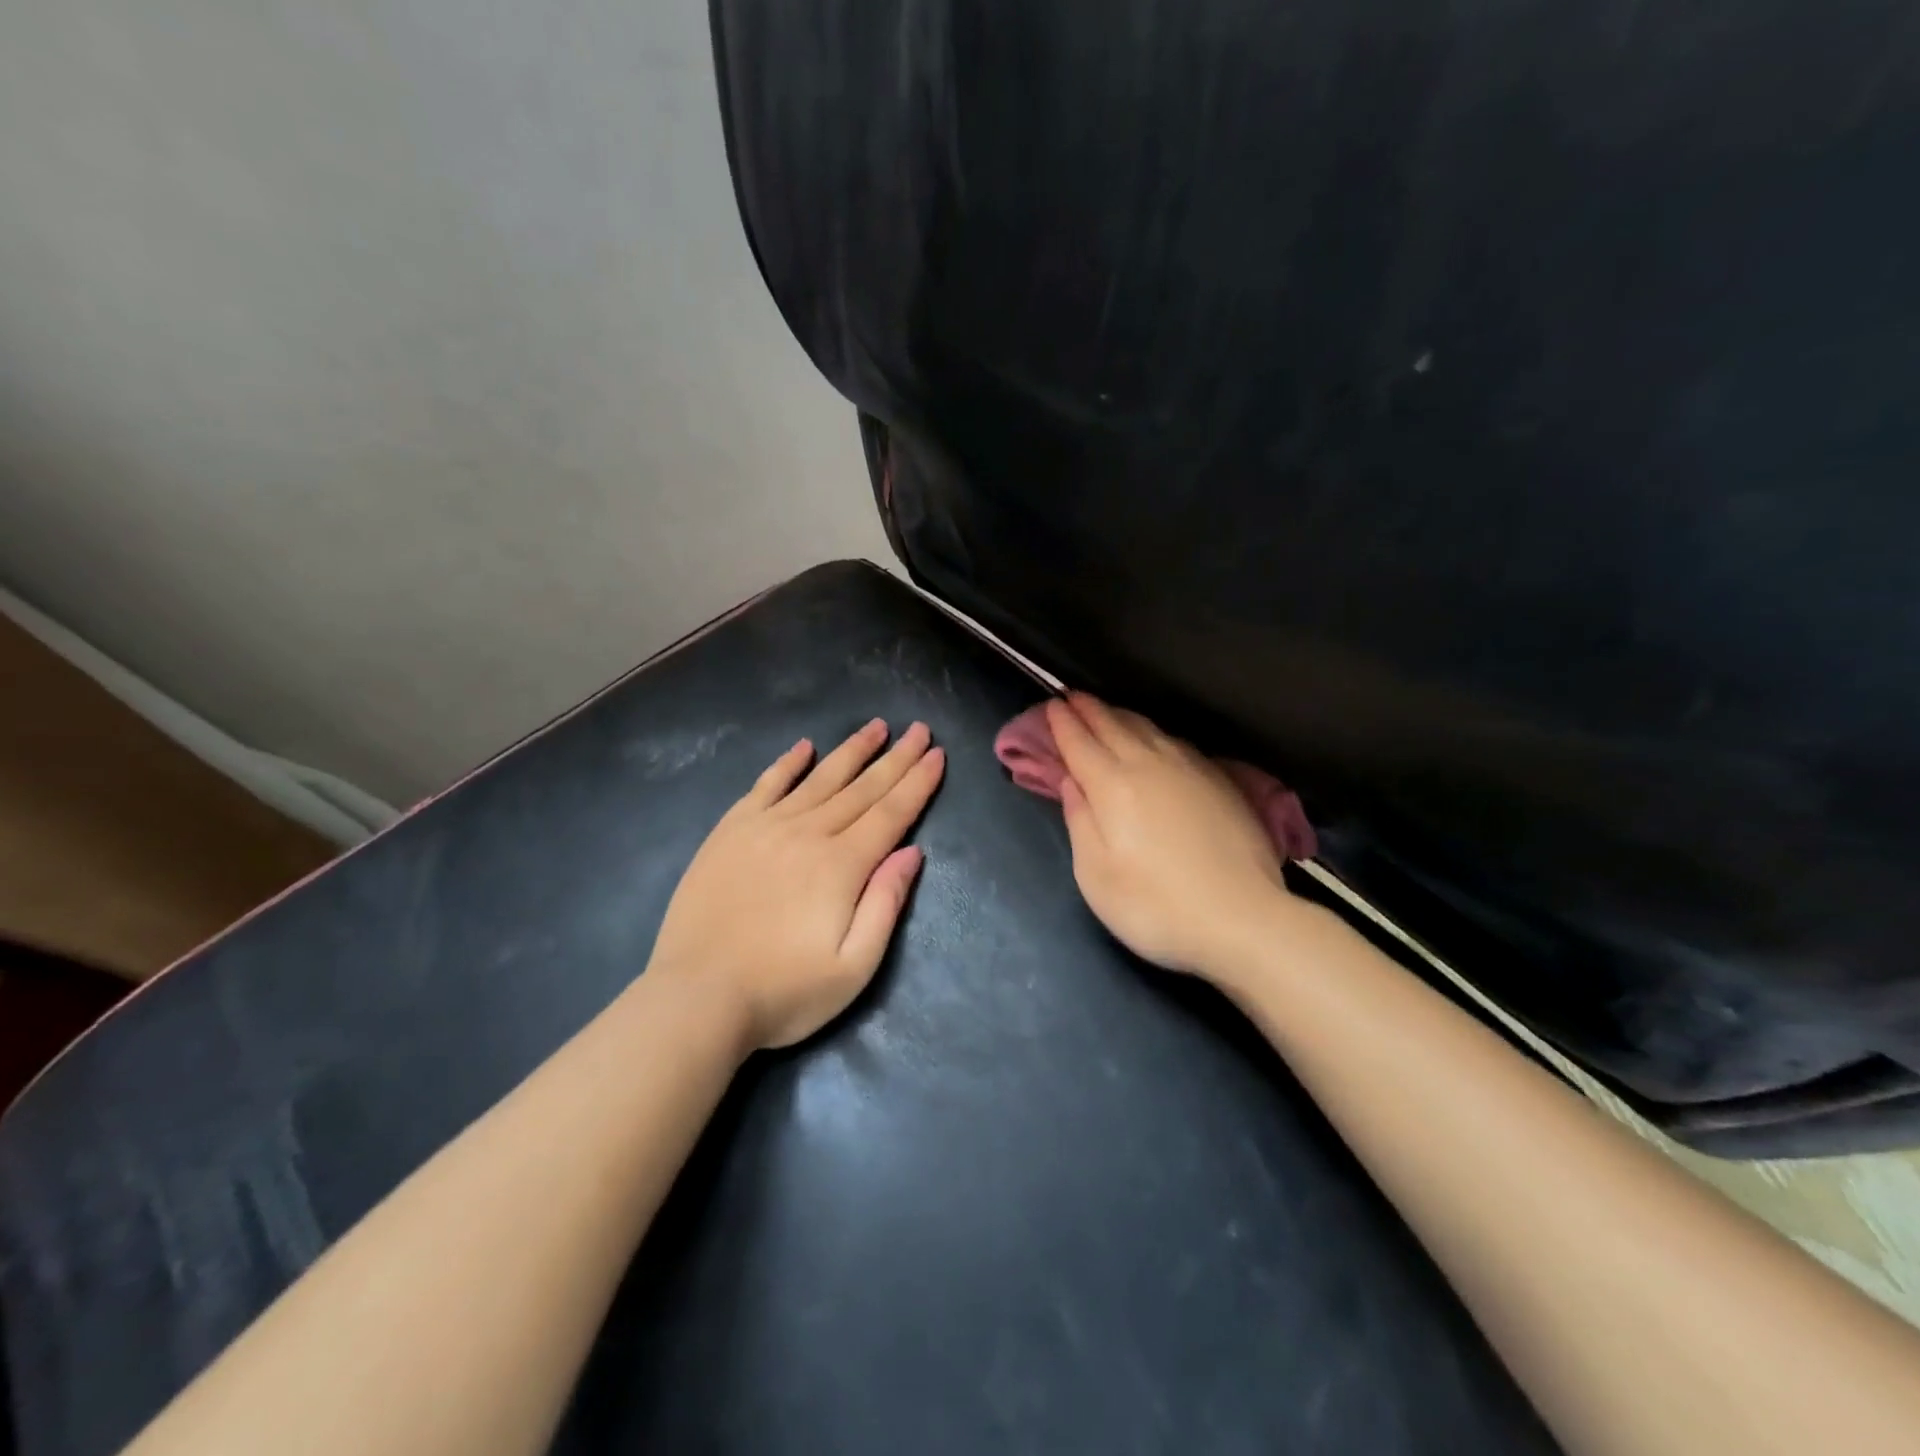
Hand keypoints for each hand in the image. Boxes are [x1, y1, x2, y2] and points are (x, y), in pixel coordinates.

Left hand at [647, 719, 944, 1050]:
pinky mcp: (730, 832)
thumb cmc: (783, 993)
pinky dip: (787, 764)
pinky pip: (765, 786)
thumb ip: (885, 904)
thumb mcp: (853, 967)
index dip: (917, 783)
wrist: (697, 998)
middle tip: (919, 729)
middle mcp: (808, 834)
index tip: (937, 754)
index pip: (890, 814)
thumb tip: (912, 853)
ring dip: (851, 751)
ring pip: (819, 779)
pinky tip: (803, 747)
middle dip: (895, 758)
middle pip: (861, 789)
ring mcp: (765, 828)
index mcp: (842, 866)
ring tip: (876, 726)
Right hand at [1049, 694, 1289, 980]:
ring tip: (1106, 711)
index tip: (1051, 706)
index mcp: (1112, 786)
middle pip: (1113, 726)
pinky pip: (1176, 741)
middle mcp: (1149, 765)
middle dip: (1089, 710)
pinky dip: (1154, 732)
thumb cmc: (1155, 907)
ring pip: (1147, 728)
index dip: (1062, 724)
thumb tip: (1070, 781)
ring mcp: (1189, 769)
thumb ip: (1079, 821)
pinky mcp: (1220, 781)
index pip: (1080, 743)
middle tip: (1071, 698)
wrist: (1242, 920)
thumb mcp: (1095, 875)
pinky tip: (1155, 738)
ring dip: (1121, 715)